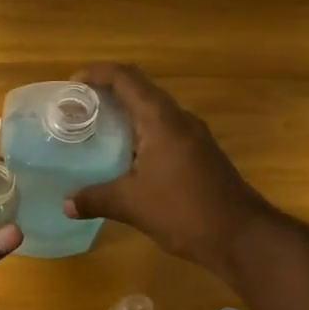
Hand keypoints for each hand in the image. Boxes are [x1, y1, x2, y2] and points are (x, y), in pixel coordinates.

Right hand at [63, 62, 268, 275]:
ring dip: (124, 113)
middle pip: (139, 89)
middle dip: (106, 92)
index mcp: (161, 120)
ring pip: (152, 111)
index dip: (97, 73)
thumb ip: (95, 199)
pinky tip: (122, 157)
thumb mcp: (131, 205)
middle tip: (76, 109)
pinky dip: (138, 133)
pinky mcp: (198, 154)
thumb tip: (66, 204)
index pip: (126, 78)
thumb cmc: (184, 211)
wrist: (242, 236)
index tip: (70, 84)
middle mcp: (179, 119)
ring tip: (93, 129)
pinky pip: (162, 130)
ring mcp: (193, 136)